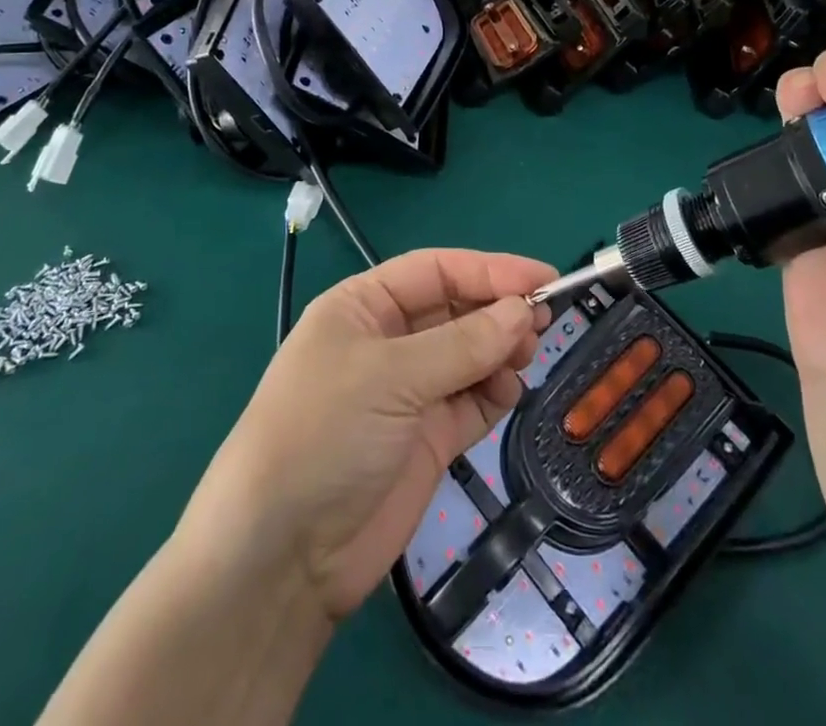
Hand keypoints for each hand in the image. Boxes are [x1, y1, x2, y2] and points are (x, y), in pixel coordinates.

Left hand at [184, 249, 554, 622]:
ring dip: (500, 350)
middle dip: (497, 310)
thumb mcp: (390, 376)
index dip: (489, 269)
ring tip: (525, 356)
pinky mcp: (426, 439)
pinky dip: (494, 391)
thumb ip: (462, 344)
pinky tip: (508, 391)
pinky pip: (471, 400)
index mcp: (363, 307)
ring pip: (468, 354)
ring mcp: (407, 392)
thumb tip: (523, 310)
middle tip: (542, 320)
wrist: (282, 557)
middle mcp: (387, 342)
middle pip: (455, 310)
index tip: (543, 276)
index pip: (435, 271)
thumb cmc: (325, 434)